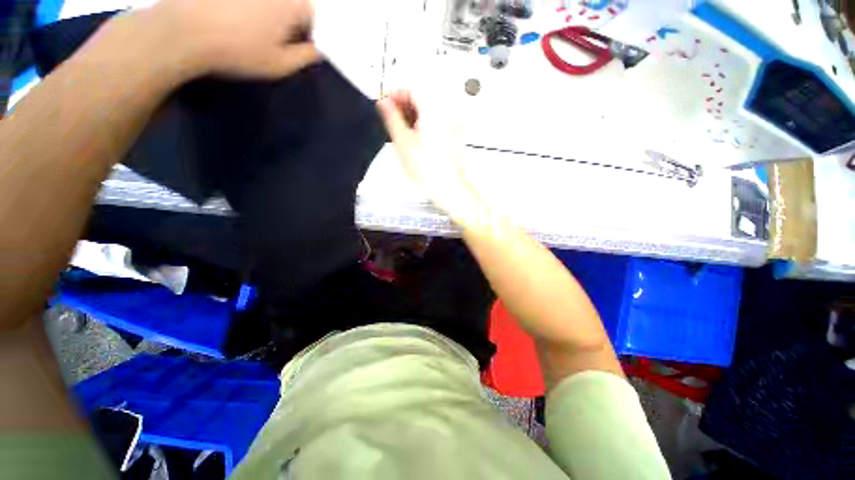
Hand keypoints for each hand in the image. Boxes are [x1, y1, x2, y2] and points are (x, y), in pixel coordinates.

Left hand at [145, 0, 319, 78]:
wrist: (185, 32)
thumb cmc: (239, 51)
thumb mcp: (280, 65)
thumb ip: (305, 57)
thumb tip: (316, 51)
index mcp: (290, 3)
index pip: (310, 15)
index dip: (306, 33)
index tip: (294, 47)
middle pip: (289, 2)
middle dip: (286, 19)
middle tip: (271, 38)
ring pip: (266, 1)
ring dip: (264, 12)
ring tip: (248, 29)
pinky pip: (244, 2)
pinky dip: (242, 7)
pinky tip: (231, 18)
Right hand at [377, 91, 483, 224]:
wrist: (448, 188)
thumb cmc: (428, 171)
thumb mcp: (403, 143)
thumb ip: (392, 118)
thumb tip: (384, 102)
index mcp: (433, 113)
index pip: (412, 90)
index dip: (396, 95)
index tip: (386, 104)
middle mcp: (446, 115)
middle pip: (422, 100)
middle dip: (404, 107)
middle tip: (392, 119)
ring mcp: (452, 126)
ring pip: (429, 112)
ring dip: (413, 116)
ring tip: (403, 132)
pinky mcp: (454, 137)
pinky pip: (437, 123)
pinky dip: (424, 125)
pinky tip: (417, 139)